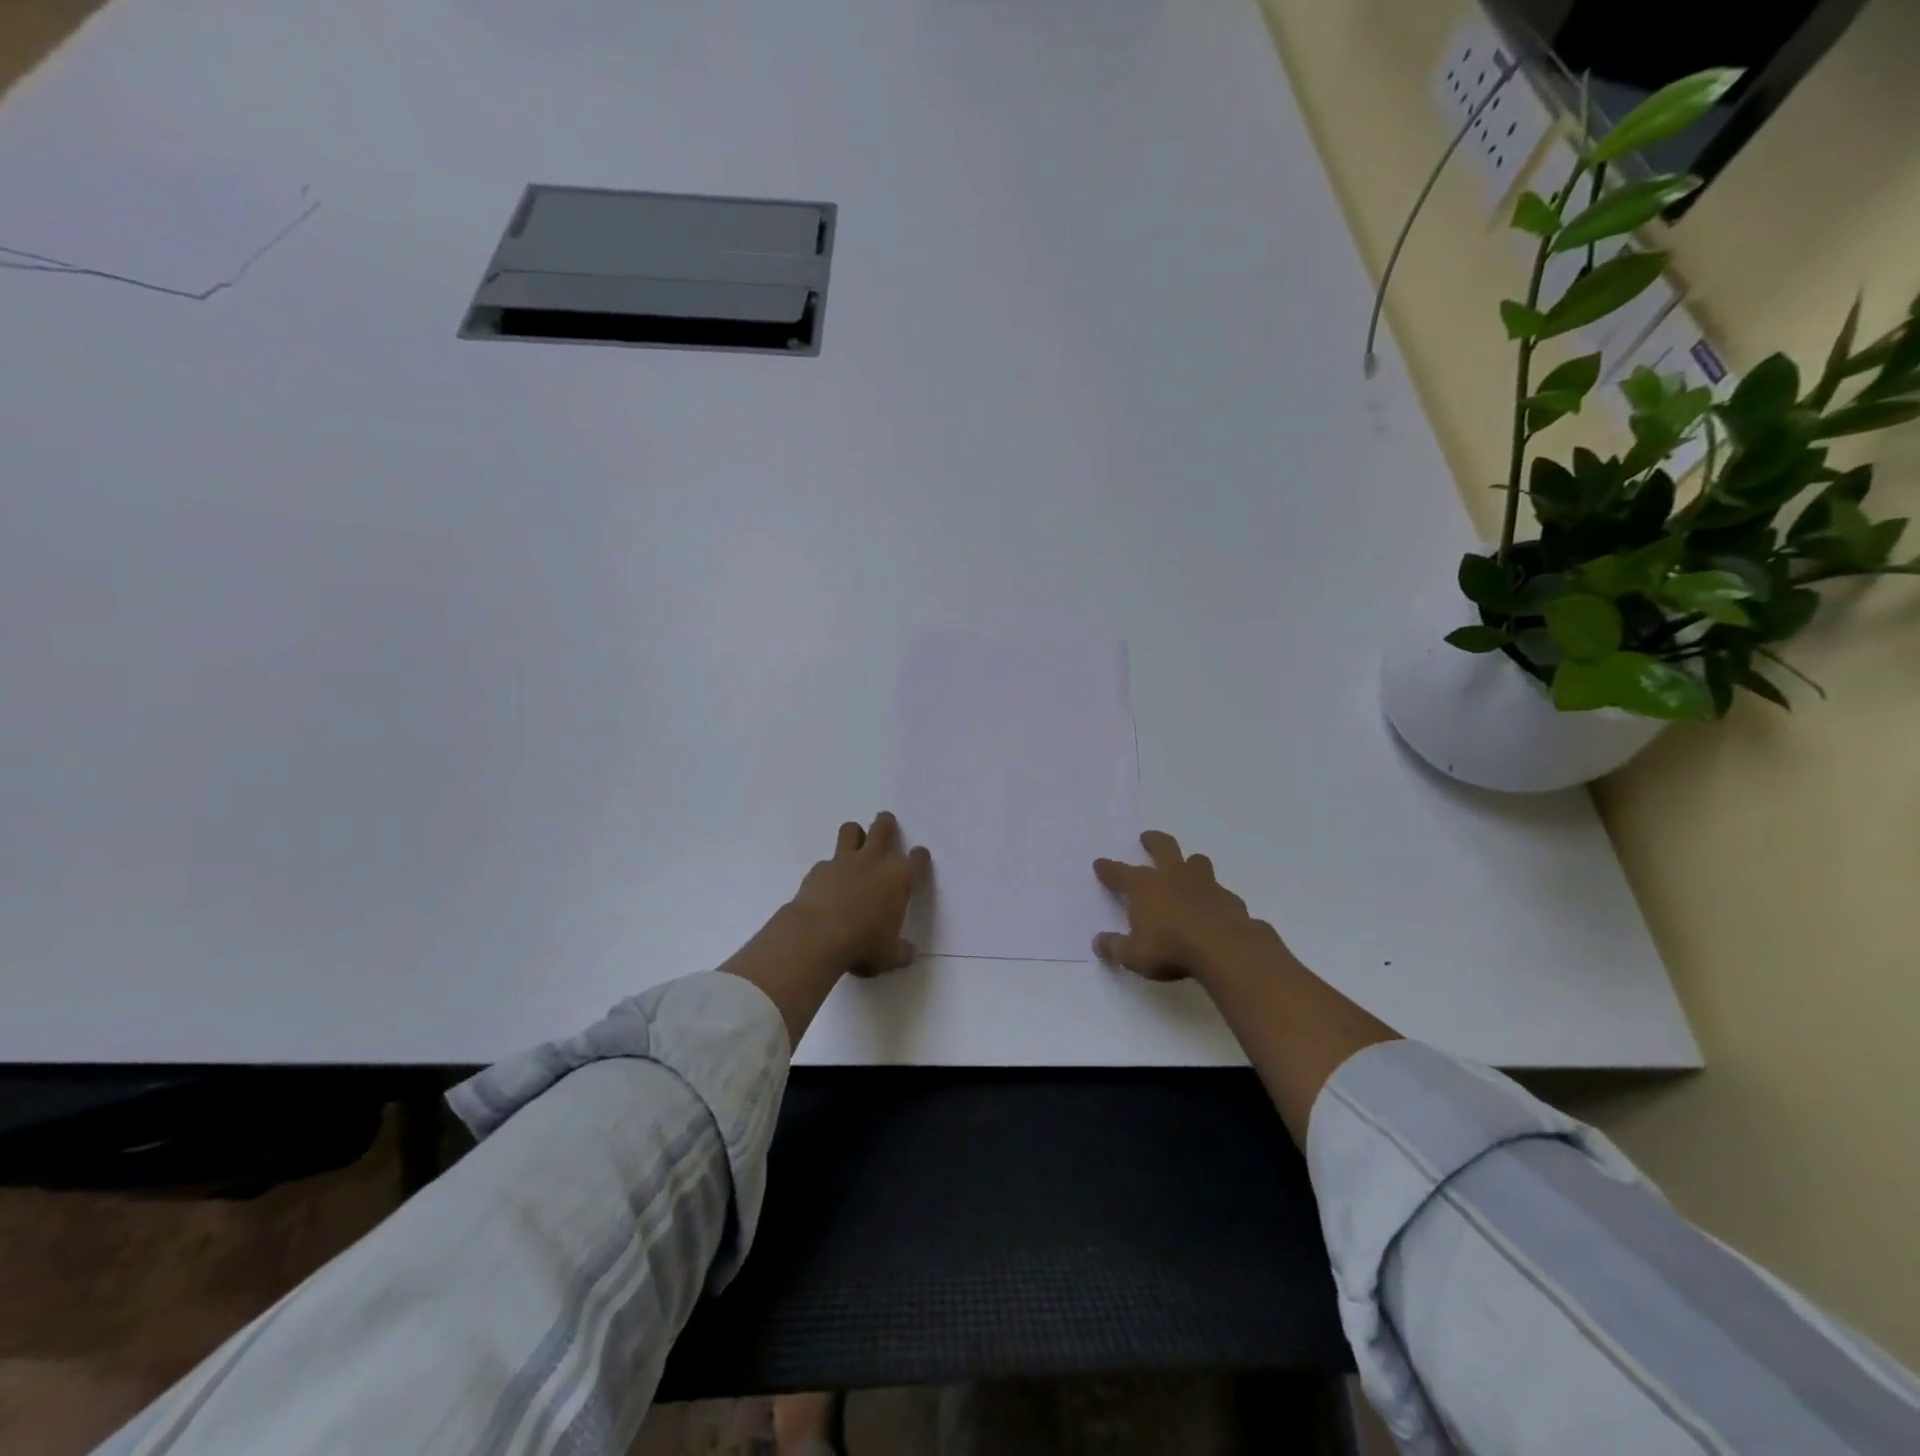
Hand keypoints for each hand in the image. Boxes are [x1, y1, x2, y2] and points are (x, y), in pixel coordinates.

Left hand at [787, 811, 931, 975]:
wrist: (816, 936)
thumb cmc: (863, 945)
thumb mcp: (890, 956)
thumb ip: (901, 951)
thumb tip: (908, 953)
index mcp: (899, 879)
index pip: (916, 858)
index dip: (919, 856)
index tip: (919, 857)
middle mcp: (873, 862)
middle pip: (883, 829)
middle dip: (886, 824)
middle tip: (886, 823)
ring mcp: (844, 862)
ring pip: (851, 830)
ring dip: (855, 834)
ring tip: (855, 842)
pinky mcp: (818, 870)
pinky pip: (827, 861)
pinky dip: (829, 869)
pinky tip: (828, 884)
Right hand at [1093, 830, 1274, 982]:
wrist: (1226, 949)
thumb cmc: (1171, 949)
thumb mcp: (1133, 955)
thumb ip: (1114, 947)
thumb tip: (1097, 943)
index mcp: (1145, 887)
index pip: (1120, 873)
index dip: (1108, 869)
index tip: (1099, 863)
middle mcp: (1173, 877)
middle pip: (1163, 847)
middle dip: (1153, 841)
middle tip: (1147, 837)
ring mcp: (1205, 884)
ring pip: (1196, 862)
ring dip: (1189, 863)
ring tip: (1187, 866)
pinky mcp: (1230, 899)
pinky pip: (1219, 891)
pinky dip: (1214, 896)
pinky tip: (1214, 908)